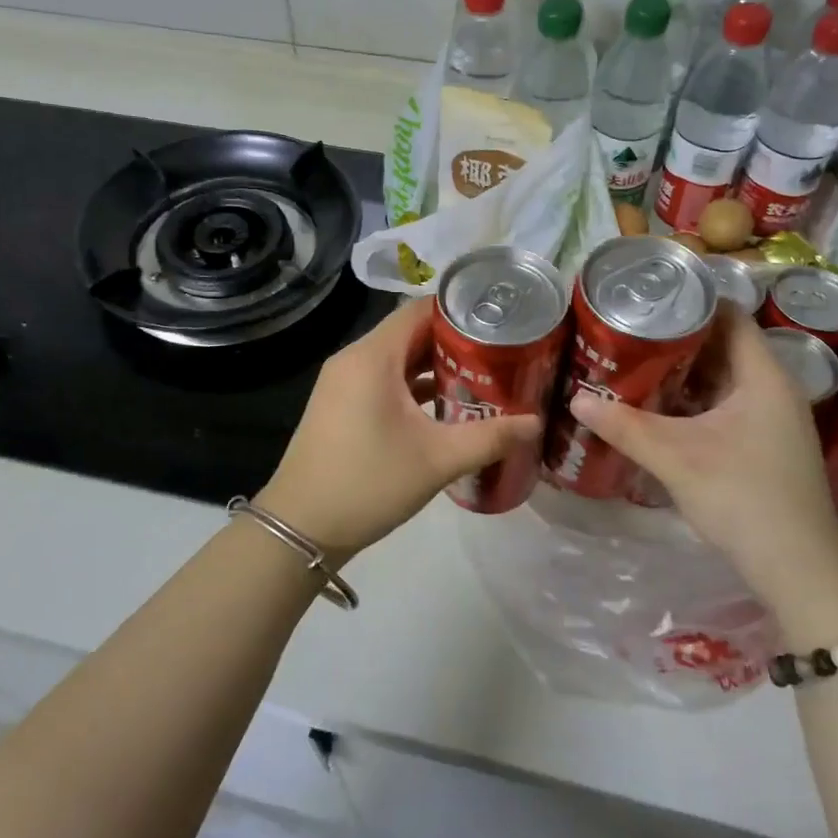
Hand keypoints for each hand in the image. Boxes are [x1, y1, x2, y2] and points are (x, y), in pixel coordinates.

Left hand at [258, 296, 541, 559]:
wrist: (301, 527)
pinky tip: (444, 406)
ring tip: (481, 377)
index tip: (499, 321)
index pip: (419, 310)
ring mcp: (342, 382)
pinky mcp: (339, 404)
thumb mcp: (438, 460)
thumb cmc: (369, 483)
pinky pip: (382, 379)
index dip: (460, 311)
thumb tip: (536, 422)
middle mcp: (354, 358)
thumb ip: (491, 437)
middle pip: (409, 332)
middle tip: (500, 352)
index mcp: (372, 356)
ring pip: (395, 358)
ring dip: (433, 365)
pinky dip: (411, 385)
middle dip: (453, 341)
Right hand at [568, 310, 837, 613]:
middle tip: (629, 327)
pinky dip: (694, 398)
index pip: (730, 315)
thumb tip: (575, 398)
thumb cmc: (742, 497)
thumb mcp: (675, 458)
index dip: (691, 299)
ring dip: (684, 370)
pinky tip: (659, 405)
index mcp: (763, 376)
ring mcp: (773, 418)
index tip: (647, 295)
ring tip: (635, 359)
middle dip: (677, 336)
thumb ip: (625, 426)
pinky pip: (725, 403)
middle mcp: (773, 388)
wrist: (797, 567)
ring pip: (723, 377)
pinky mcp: (765, 442)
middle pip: (723, 344)